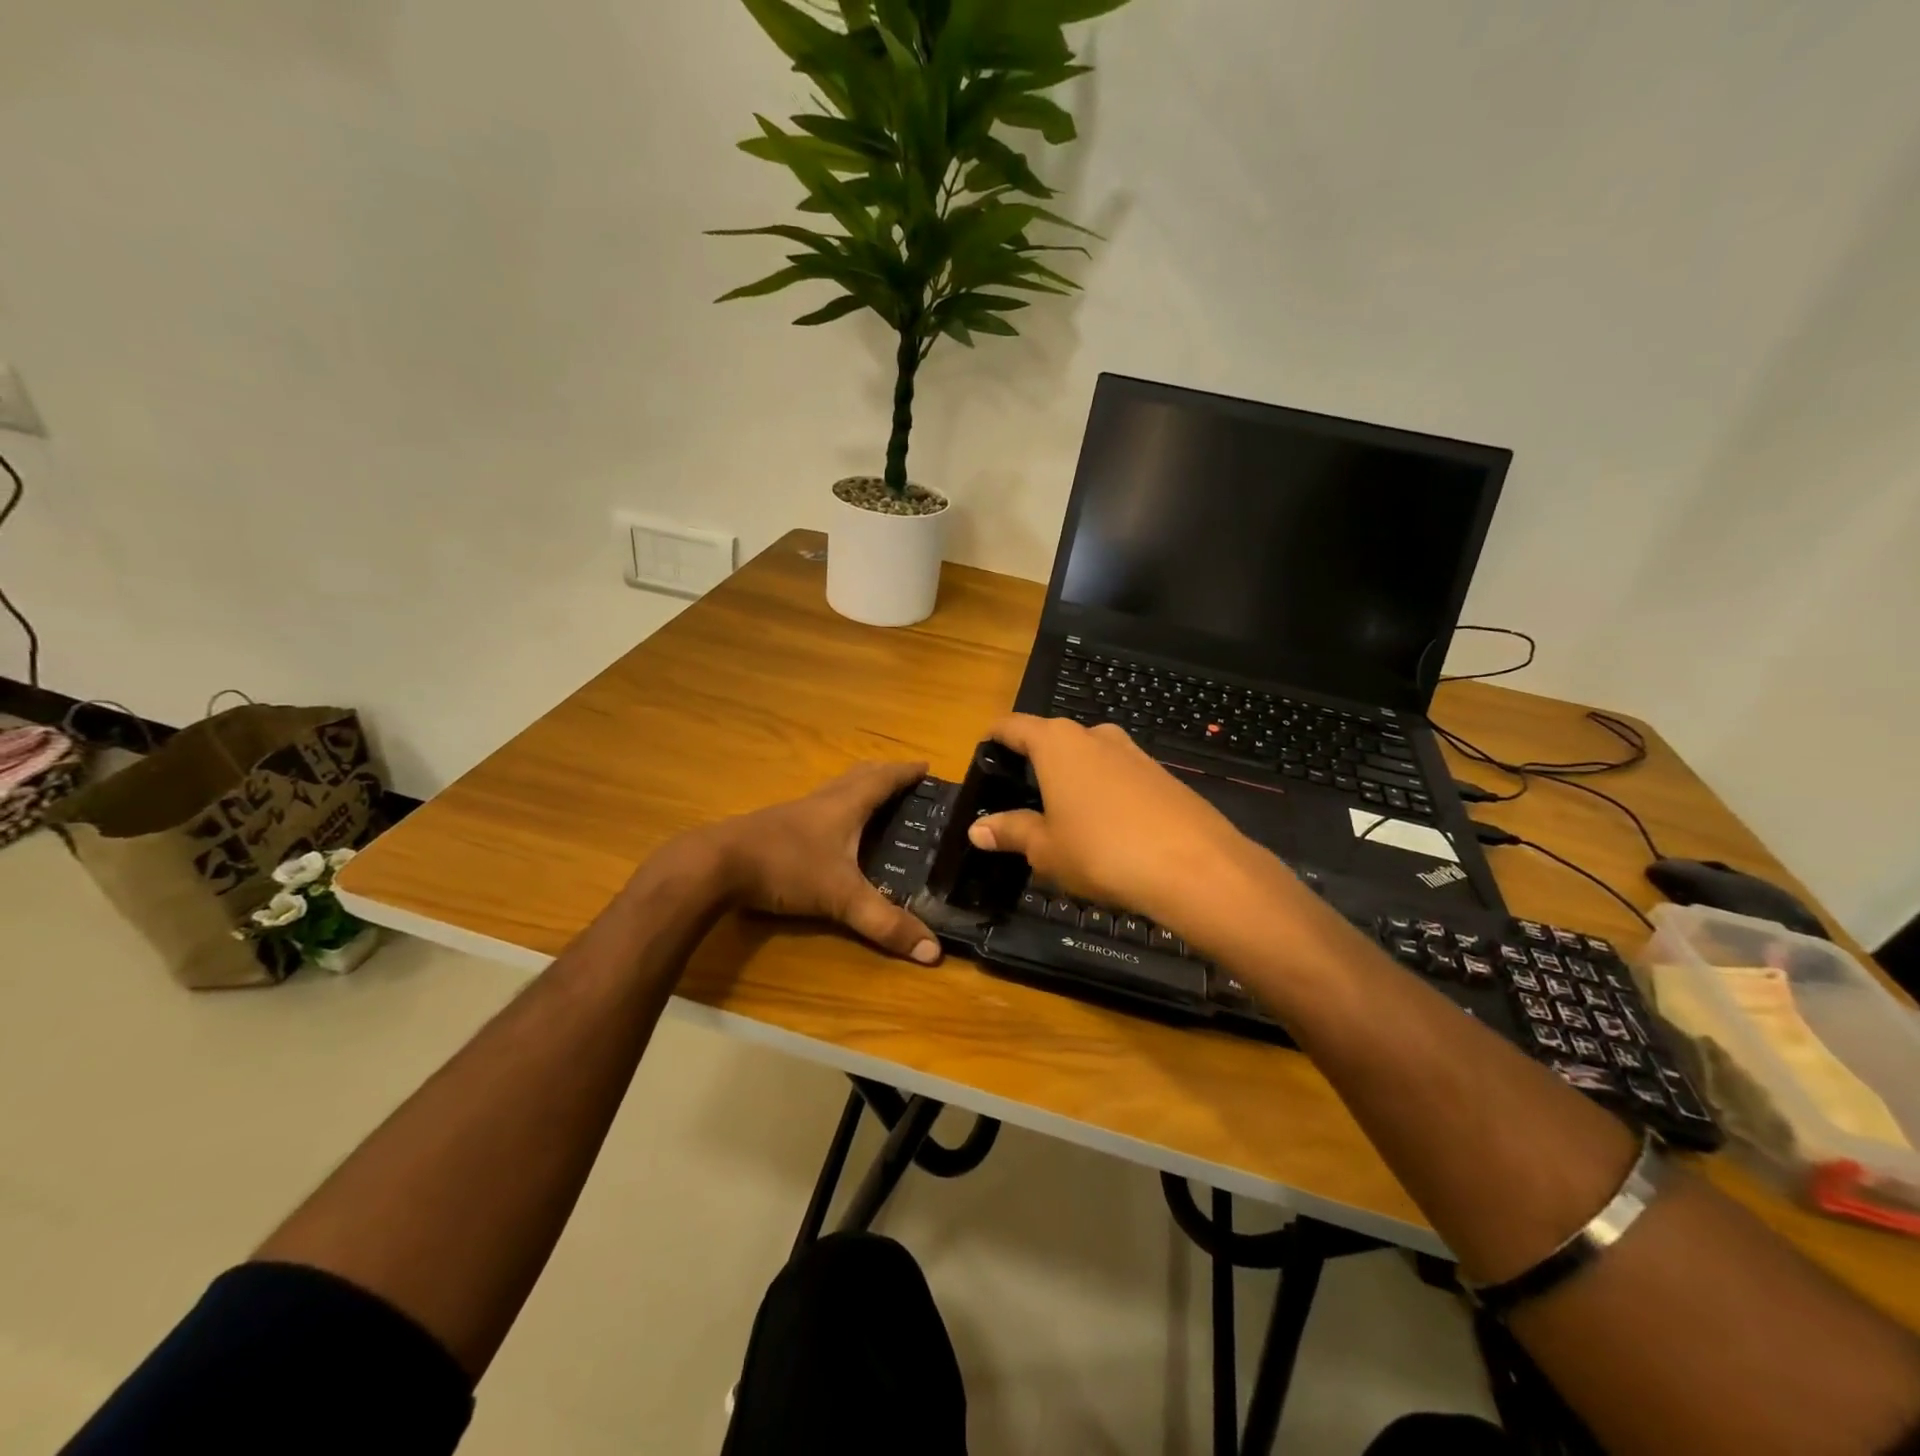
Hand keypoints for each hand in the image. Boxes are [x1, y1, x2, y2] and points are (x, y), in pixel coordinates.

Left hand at [698, 761, 940, 963]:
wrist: (715, 865)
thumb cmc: (785, 867)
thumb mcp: (840, 898)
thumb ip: (885, 923)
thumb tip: (933, 951)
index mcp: (845, 805)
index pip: (884, 780)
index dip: (906, 773)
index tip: (927, 767)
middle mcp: (822, 801)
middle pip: (858, 776)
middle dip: (884, 775)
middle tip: (906, 781)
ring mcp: (795, 812)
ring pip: (834, 791)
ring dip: (858, 789)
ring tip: (873, 802)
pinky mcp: (775, 828)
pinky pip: (816, 809)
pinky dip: (834, 811)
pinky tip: (829, 833)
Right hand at [966, 715, 1270, 943]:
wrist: (1196, 867)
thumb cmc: (1102, 851)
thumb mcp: (1046, 849)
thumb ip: (1011, 832)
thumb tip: (978, 828)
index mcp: (1057, 743)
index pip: (1014, 726)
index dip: (995, 738)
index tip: (983, 754)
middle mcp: (1095, 736)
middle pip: (1053, 740)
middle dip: (1035, 765)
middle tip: (1020, 801)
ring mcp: (1134, 753)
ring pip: (1089, 759)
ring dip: (1072, 782)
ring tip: (1062, 820)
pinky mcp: (1162, 776)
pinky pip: (1119, 778)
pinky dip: (1104, 795)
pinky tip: (1106, 831)